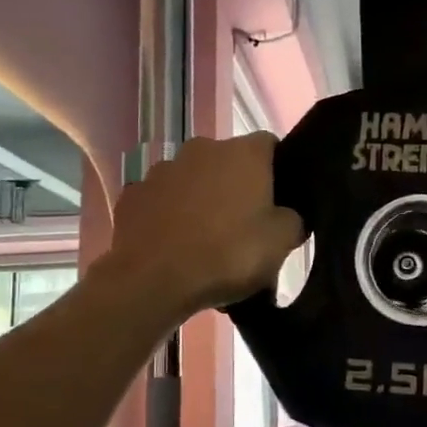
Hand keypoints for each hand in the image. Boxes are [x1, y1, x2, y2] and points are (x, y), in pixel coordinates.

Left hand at [106, 133, 304, 318]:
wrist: (152, 281)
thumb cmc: (228, 254)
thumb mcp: (282, 242)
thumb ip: (293, 219)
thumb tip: (287, 215)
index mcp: (244, 153)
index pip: (270, 146)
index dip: (278, 171)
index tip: (279, 202)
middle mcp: (202, 149)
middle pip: (229, 163)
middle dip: (237, 188)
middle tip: (245, 227)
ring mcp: (162, 170)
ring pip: (193, 182)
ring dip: (202, 202)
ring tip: (206, 242)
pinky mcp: (133, 195)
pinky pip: (162, 202)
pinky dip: (170, 217)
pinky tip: (176, 247)